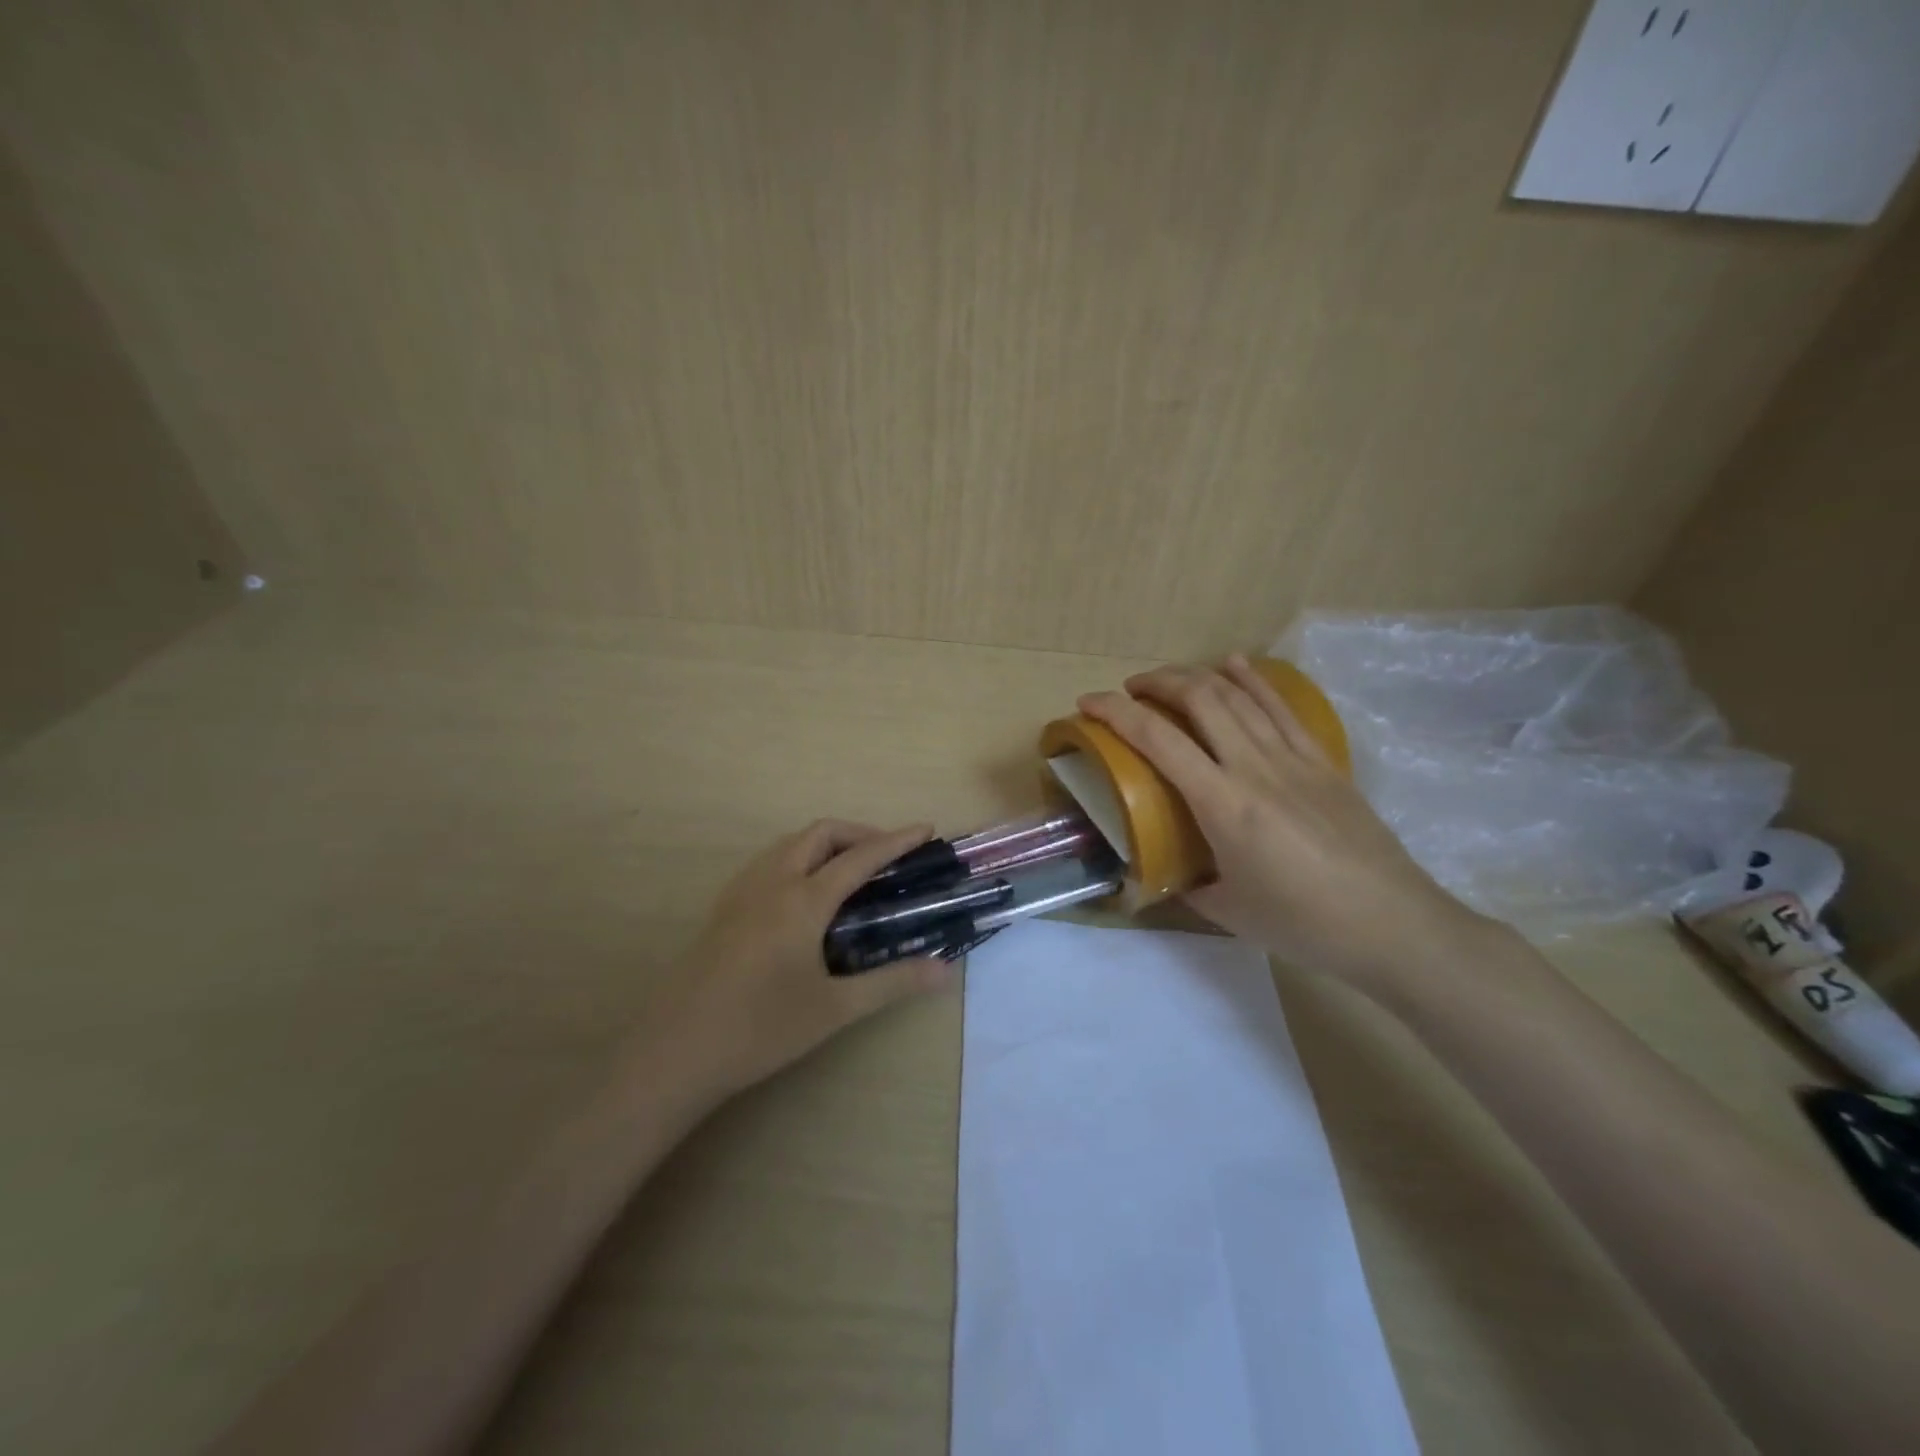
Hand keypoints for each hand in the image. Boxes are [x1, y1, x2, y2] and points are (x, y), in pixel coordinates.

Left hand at [658, 820, 954, 1100]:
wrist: (676, 1050)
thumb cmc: (761, 1028)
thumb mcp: (835, 1008)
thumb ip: (892, 983)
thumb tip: (945, 971)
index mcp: (803, 899)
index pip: (860, 856)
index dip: (896, 840)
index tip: (925, 829)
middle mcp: (772, 881)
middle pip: (821, 834)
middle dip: (860, 833)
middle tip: (889, 856)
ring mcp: (742, 891)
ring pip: (790, 843)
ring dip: (827, 844)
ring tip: (852, 872)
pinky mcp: (724, 906)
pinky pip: (770, 861)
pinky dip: (800, 858)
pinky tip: (807, 896)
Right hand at [1079, 656, 1497, 993]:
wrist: (1394, 925)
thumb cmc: (1304, 924)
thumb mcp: (1228, 911)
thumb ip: (1188, 884)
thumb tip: (1166, 874)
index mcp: (1224, 805)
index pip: (1158, 740)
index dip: (1116, 713)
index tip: (1088, 703)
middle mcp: (1255, 767)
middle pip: (1200, 698)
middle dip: (1156, 682)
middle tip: (1129, 690)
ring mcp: (1294, 758)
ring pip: (1239, 695)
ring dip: (1197, 676)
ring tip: (1169, 679)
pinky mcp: (1323, 761)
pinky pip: (1280, 709)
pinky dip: (1252, 681)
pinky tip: (1234, 665)